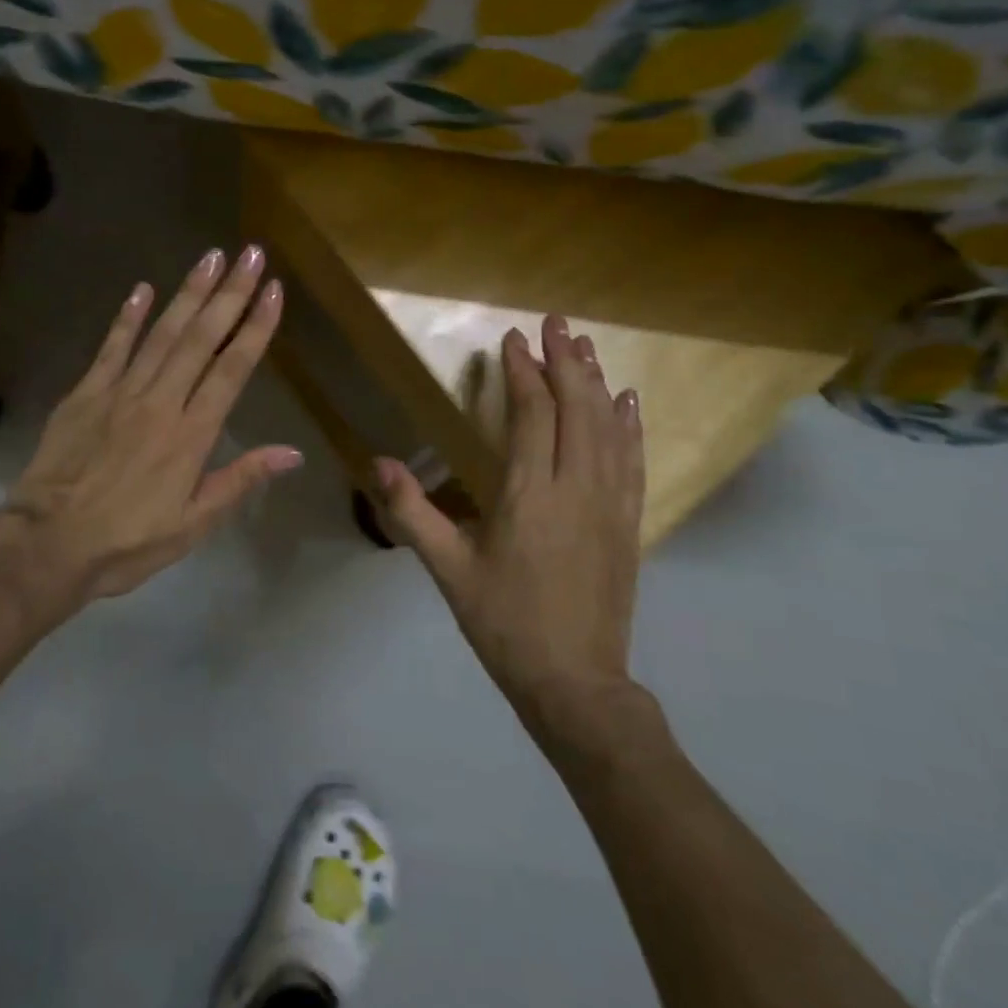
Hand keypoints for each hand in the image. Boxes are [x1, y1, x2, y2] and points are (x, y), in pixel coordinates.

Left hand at [0, 246, 301, 614]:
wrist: (48, 545)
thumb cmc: (127, 541)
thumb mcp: (193, 524)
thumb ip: (240, 480)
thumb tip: (292, 452)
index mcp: (191, 434)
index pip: (232, 368)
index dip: (256, 327)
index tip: (274, 291)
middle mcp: (161, 401)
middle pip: (201, 338)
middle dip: (230, 293)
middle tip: (251, 254)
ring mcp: (120, 392)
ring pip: (162, 333)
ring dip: (189, 293)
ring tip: (211, 257)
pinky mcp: (85, 393)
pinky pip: (111, 347)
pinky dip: (128, 317)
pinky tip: (142, 288)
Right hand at [375, 315, 644, 734]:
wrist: (575, 684)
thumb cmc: (504, 624)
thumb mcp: (448, 569)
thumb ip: (411, 512)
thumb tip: (375, 462)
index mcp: (528, 493)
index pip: (531, 413)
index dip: (522, 372)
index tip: (512, 340)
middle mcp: (575, 487)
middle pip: (576, 407)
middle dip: (564, 360)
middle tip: (555, 322)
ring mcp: (609, 504)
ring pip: (607, 427)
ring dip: (596, 381)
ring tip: (585, 345)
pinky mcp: (628, 523)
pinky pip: (633, 461)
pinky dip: (630, 425)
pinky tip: (628, 402)